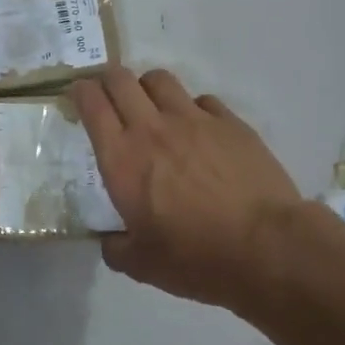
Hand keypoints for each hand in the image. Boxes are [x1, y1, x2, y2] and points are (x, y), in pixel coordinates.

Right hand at [71, 68, 312, 318]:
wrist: (266, 248)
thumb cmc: (195, 257)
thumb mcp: (142, 265)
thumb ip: (116, 247)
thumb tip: (110, 240)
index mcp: (121, 159)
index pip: (92, 104)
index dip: (80, 92)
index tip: (78, 95)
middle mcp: (152, 129)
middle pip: (121, 79)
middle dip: (109, 80)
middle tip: (109, 97)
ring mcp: (194, 120)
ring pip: (160, 79)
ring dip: (147, 88)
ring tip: (152, 107)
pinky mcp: (230, 123)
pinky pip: (202, 99)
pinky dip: (191, 108)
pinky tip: (198, 130)